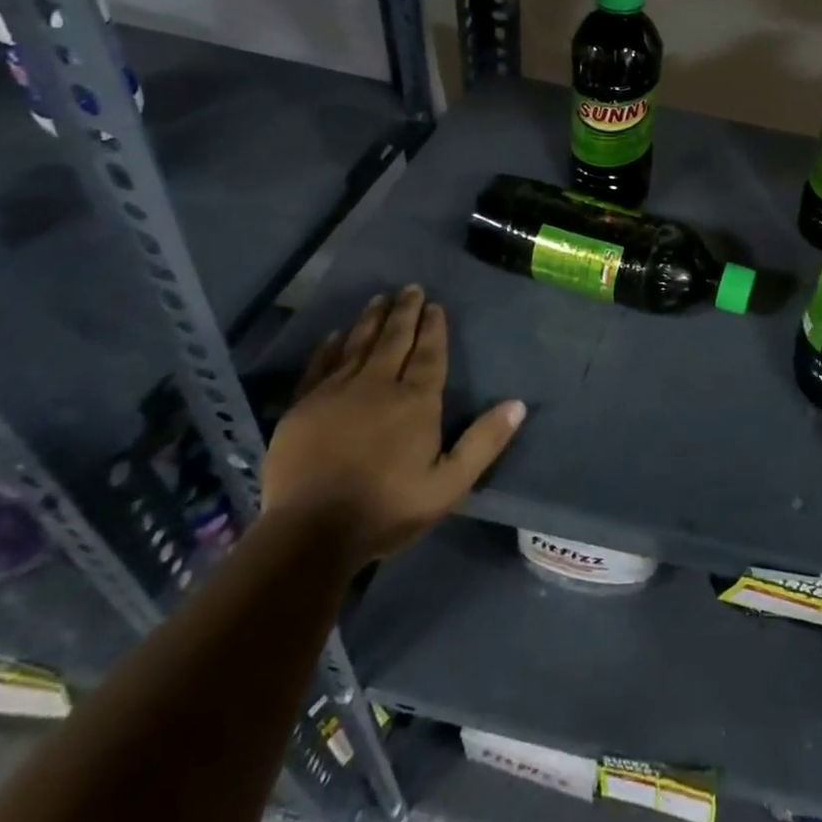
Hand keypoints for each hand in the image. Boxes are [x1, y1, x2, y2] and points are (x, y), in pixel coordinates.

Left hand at [262, 287, 524, 565]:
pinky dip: (329, 348)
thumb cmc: (387, 508)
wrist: (310, 533)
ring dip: (371, 320)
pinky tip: (335, 335)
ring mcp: (336, 393)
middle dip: (404, 313)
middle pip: (394, 340)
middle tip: (410, 288)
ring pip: (358, 345)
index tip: (435, 305)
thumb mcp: (449, 484)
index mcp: (415, 401)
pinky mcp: (303, 408)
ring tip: (380, 299)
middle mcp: (377, 386)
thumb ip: (483, 442)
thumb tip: (518, 404)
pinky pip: (319, 367)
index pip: (428, 354)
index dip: (433, 328)